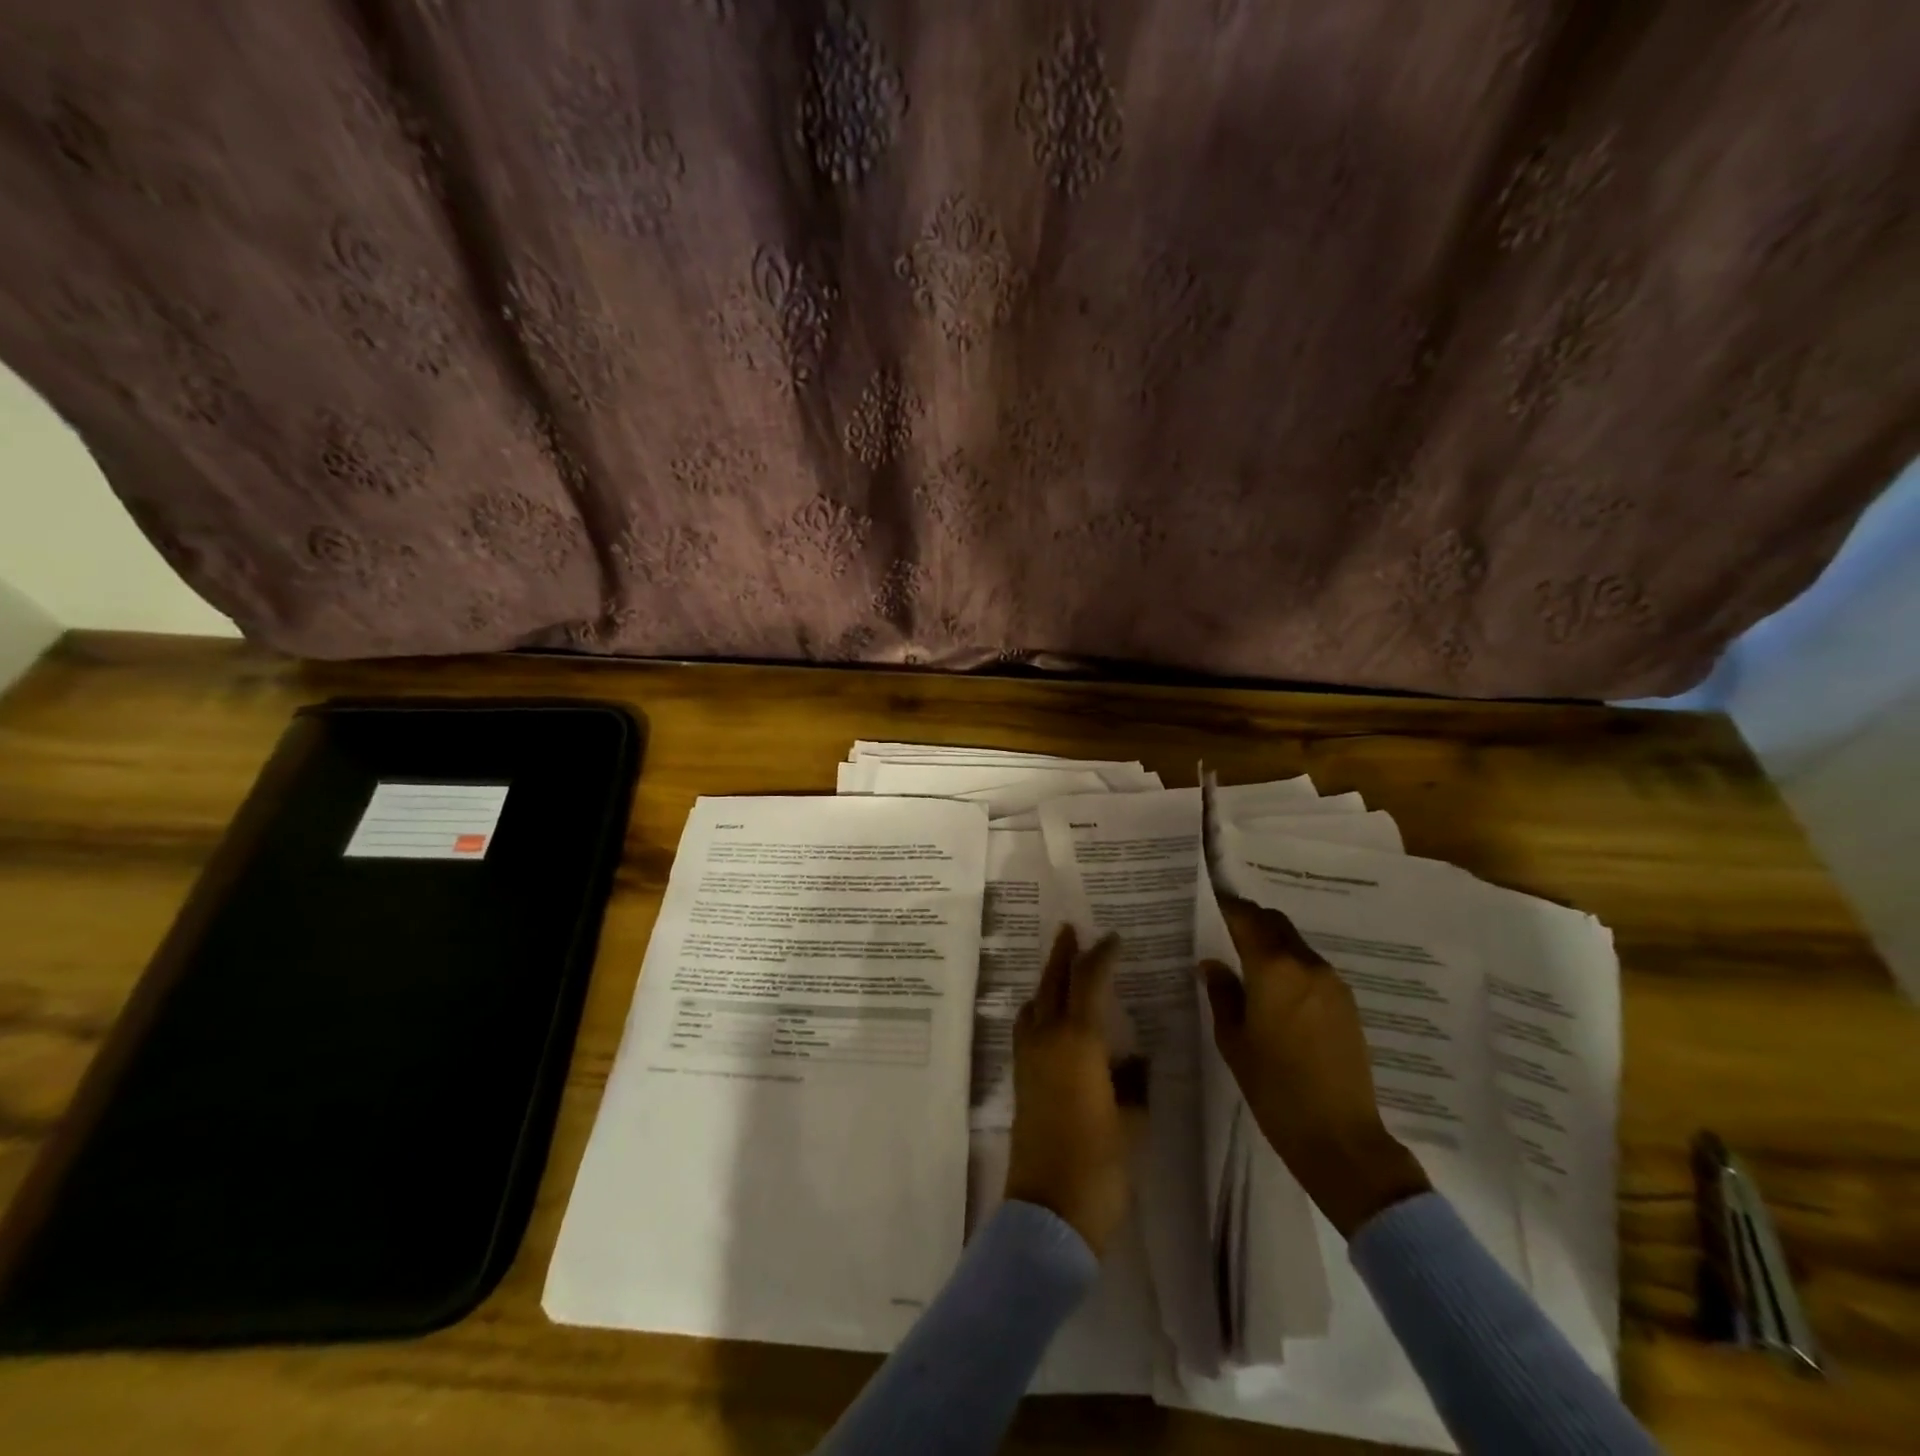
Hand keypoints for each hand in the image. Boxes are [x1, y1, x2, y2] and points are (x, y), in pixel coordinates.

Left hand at [1005, 925, 1144, 1256]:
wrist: (1049, 1211)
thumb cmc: (1100, 1165)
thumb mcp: (1132, 1121)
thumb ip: (1134, 1083)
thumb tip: (1136, 1060)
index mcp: (1077, 1041)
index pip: (1088, 982)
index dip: (1100, 956)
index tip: (1113, 939)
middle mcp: (1047, 1039)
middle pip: (1051, 983)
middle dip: (1062, 955)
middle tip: (1070, 930)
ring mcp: (1028, 1059)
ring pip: (1034, 1004)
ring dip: (1047, 981)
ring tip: (1061, 970)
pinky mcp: (1020, 1081)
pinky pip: (1027, 1029)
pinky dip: (1038, 1010)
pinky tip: (1049, 1019)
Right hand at [1197, 894, 1430, 1237]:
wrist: (1341, 1137)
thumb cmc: (1274, 1088)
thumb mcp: (1234, 1041)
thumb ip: (1222, 994)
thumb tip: (1212, 964)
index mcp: (1274, 969)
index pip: (1246, 919)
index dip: (1226, 906)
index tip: (1208, 902)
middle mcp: (1306, 965)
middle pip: (1275, 923)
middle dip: (1250, 919)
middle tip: (1224, 927)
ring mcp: (1332, 984)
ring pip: (1295, 944)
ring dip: (1271, 942)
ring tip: (1247, 959)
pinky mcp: (1347, 1004)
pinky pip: (1311, 968)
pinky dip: (1290, 964)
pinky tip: (1276, 988)